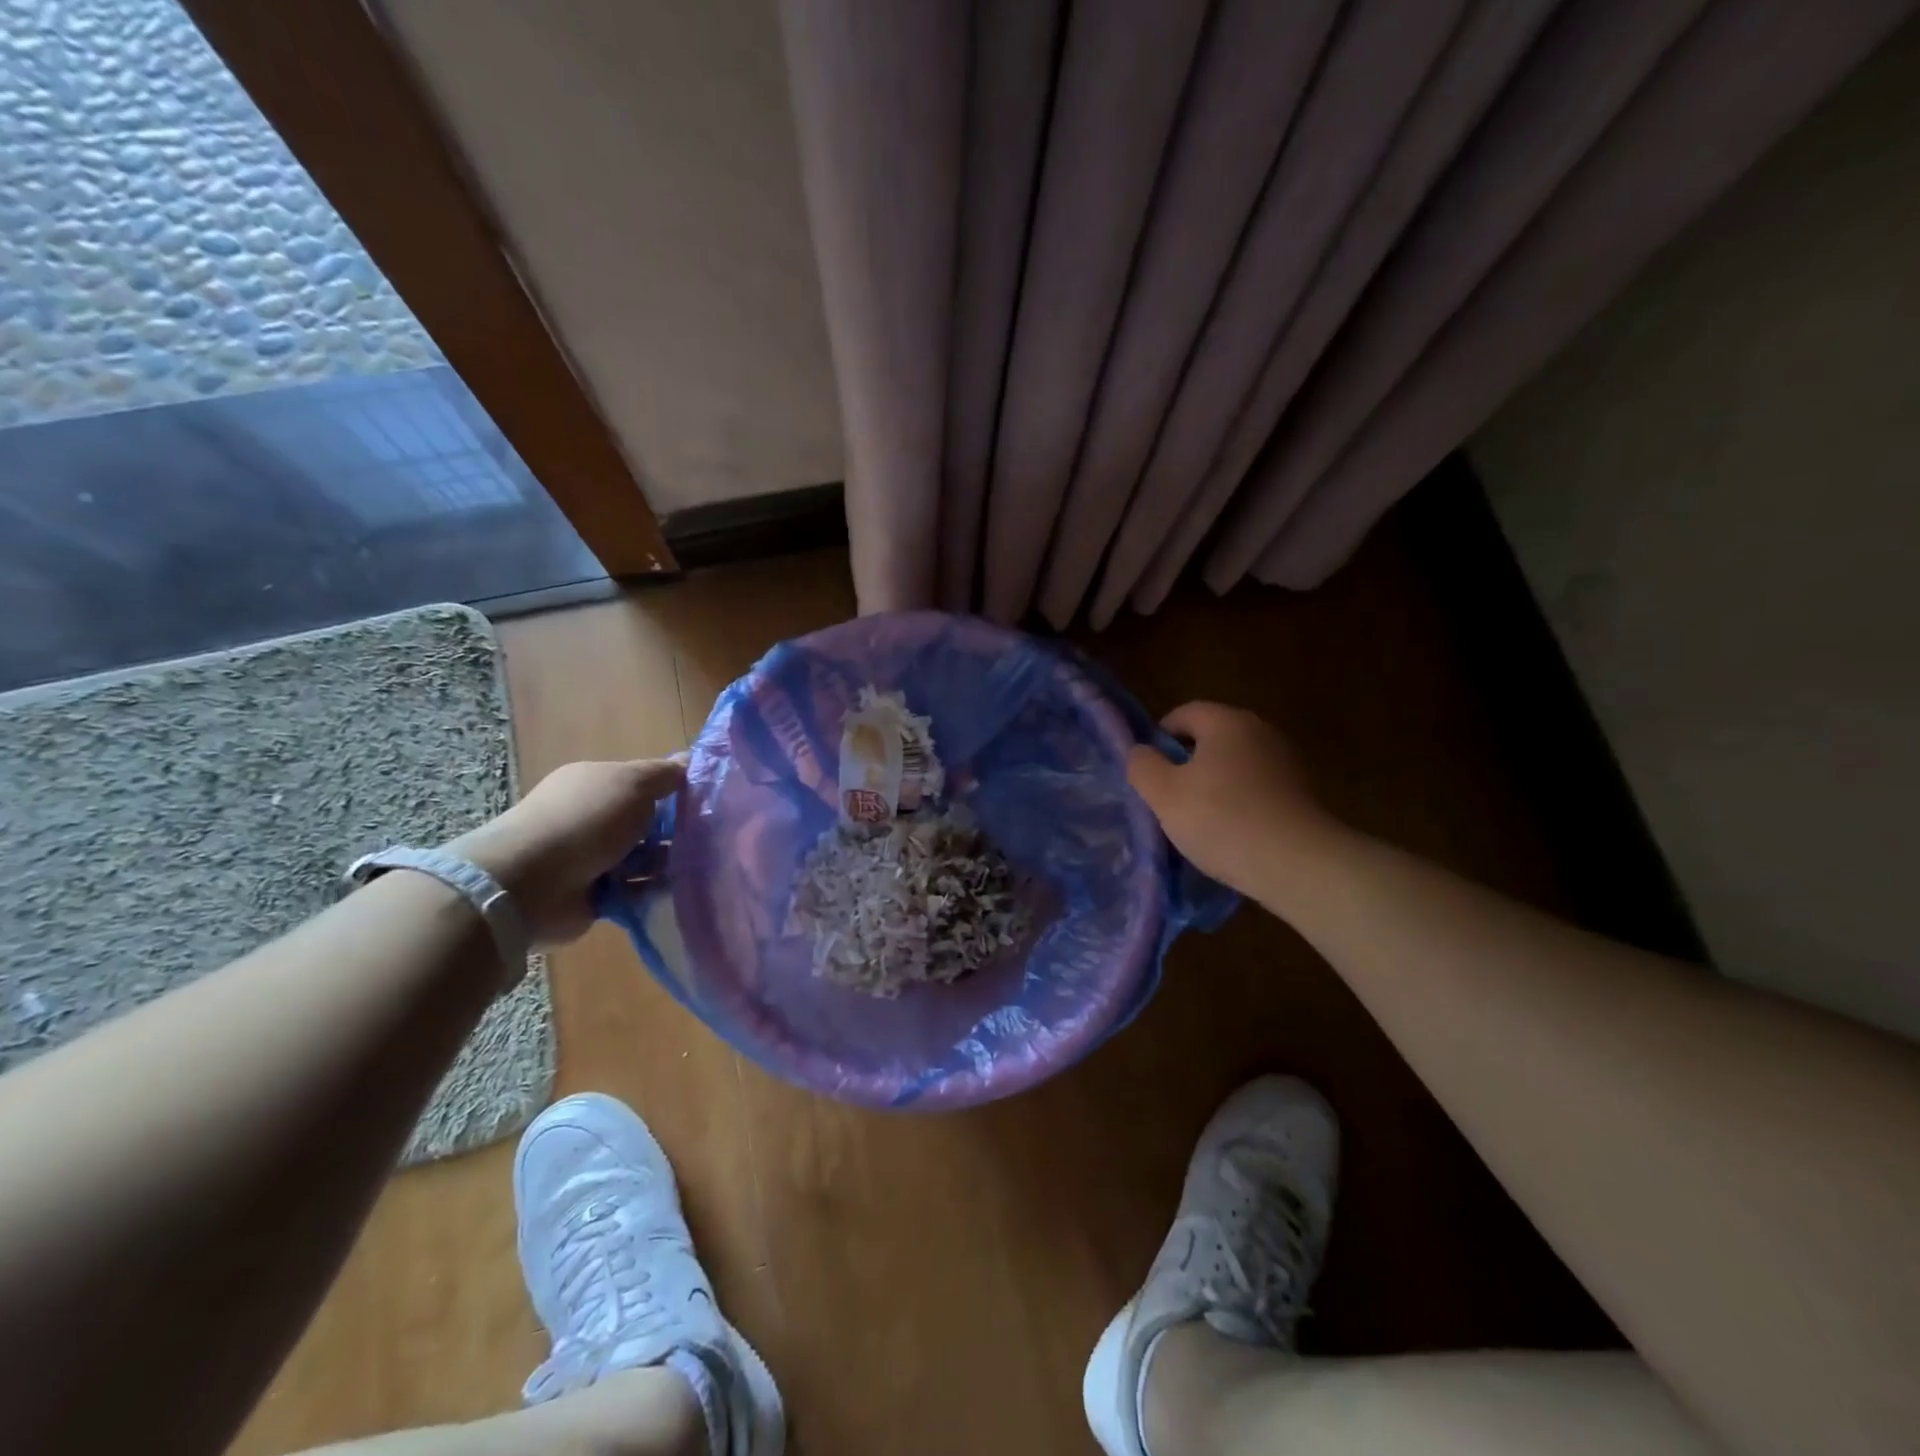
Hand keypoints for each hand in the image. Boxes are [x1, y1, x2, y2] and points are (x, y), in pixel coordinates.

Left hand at [450, 759, 682, 944]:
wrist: (531, 884)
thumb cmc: (587, 821)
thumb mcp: (633, 784)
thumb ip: (665, 774)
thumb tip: (691, 759)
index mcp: (594, 784)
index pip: (642, 783)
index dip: (672, 789)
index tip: (704, 801)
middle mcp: (590, 818)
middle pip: (645, 822)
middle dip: (674, 830)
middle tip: (709, 837)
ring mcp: (590, 859)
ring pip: (643, 858)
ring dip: (666, 863)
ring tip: (699, 867)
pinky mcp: (594, 895)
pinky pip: (635, 891)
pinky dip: (653, 891)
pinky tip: (677, 891)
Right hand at [1126, 703, 1333, 897]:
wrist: (1298, 864)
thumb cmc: (1222, 820)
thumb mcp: (1164, 794)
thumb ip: (1143, 765)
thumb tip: (1141, 752)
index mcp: (1227, 721)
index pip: (1184, 713)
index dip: (1160, 738)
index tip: (1149, 771)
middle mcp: (1261, 731)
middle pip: (1212, 737)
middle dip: (1187, 763)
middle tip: (1169, 797)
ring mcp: (1286, 761)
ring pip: (1235, 764)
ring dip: (1214, 784)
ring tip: (1199, 820)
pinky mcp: (1302, 792)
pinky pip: (1257, 787)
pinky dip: (1240, 802)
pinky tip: (1232, 832)